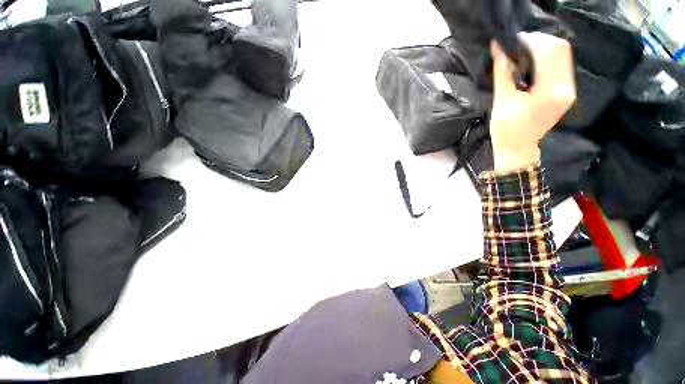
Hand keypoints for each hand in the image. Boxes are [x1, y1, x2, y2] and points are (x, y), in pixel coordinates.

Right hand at [489, 32, 576, 173]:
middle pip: (560, 50)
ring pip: (562, 56)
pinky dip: (547, 60)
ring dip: (543, 50)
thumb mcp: (502, 100)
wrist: (517, 149)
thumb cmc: (506, 129)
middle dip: (539, 42)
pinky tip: (531, 65)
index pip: (550, 51)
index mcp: (551, 91)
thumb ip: (503, 72)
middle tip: (518, 46)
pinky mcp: (565, 93)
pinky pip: (561, 67)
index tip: (513, 41)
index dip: (532, 40)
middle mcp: (566, 87)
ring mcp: (568, 90)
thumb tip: (497, 48)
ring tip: (523, 55)